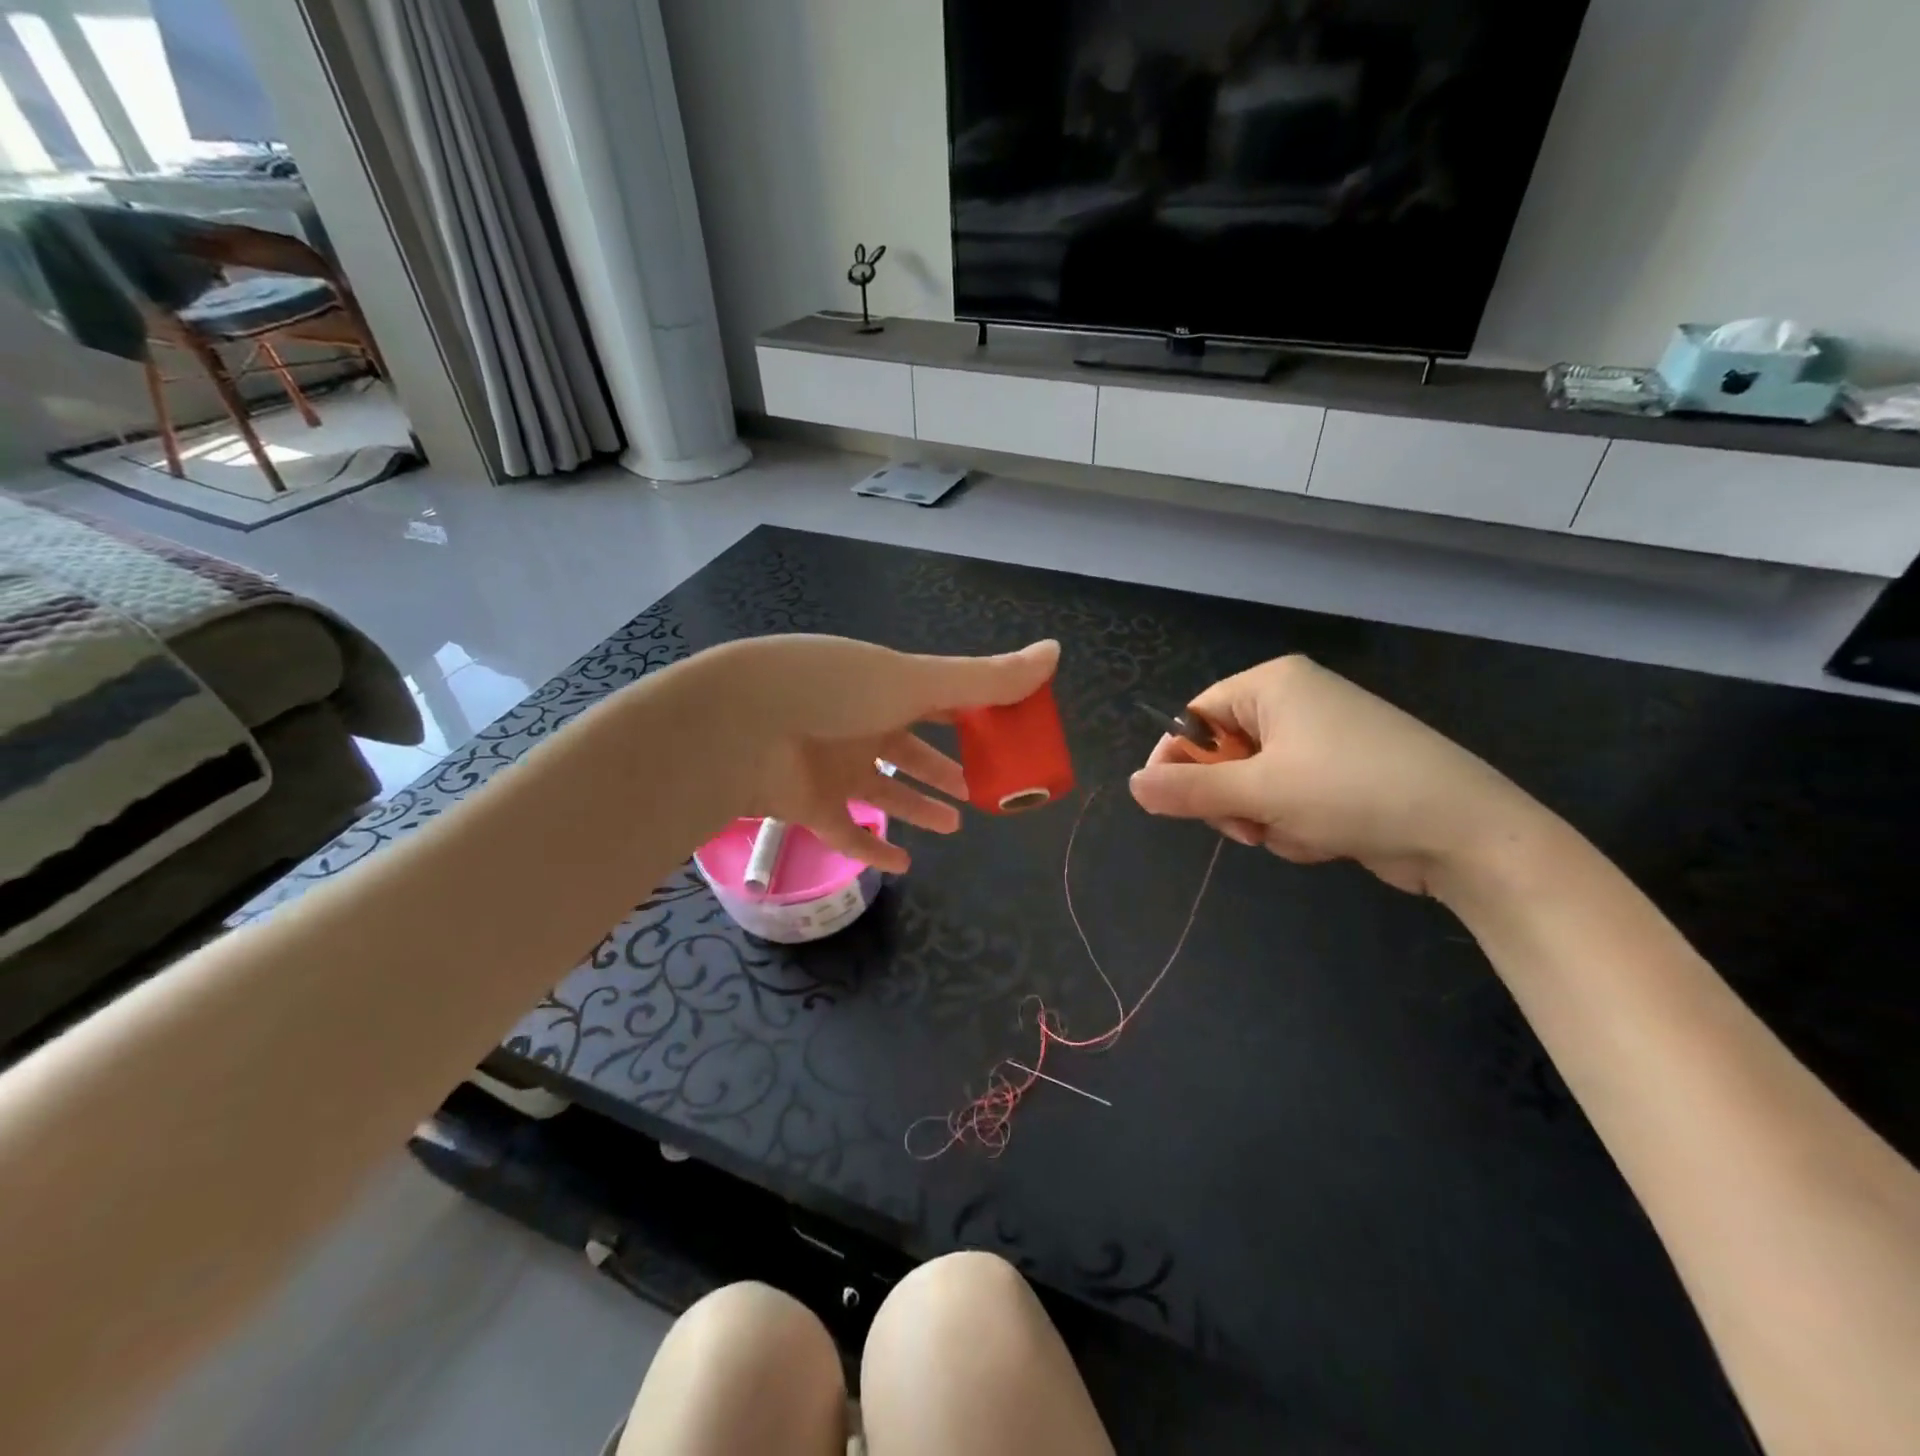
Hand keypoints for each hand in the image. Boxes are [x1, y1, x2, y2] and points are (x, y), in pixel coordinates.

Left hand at [688, 635, 1059, 872]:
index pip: (939, 699)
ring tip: (956, 823)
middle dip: (947, 766)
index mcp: (885, 687)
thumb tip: (1056, 652)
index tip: (1009, 736)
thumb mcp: (915, 680)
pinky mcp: (810, 805)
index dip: (974, 715)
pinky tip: (904, 865)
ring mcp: (833, 766)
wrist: (738, 725)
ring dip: (919, 805)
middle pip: (913, 748)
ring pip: (886, 790)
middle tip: (983, 786)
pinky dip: (874, 850)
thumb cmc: (834, 691)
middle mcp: (860, 724)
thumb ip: (985, 678)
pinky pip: (848, 831)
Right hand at [1128, 655, 1542, 897]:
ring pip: (1254, 785)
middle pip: (1223, 754)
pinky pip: (1287, 799)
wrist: (1466, 833)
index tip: (1171, 804)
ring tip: (1300, 832)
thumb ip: (1189, 789)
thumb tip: (1133, 784)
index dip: (1178, 760)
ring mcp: (1321, 739)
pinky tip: (1326, 838)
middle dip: (1233, 798)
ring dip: (1265, 818)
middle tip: (1249, 826)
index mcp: (1273, 684)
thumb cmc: (1352, 792)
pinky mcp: (1341, 775)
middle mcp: (1295, 702)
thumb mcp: (1259, 792)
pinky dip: (1294, 825)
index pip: (1196, 716)